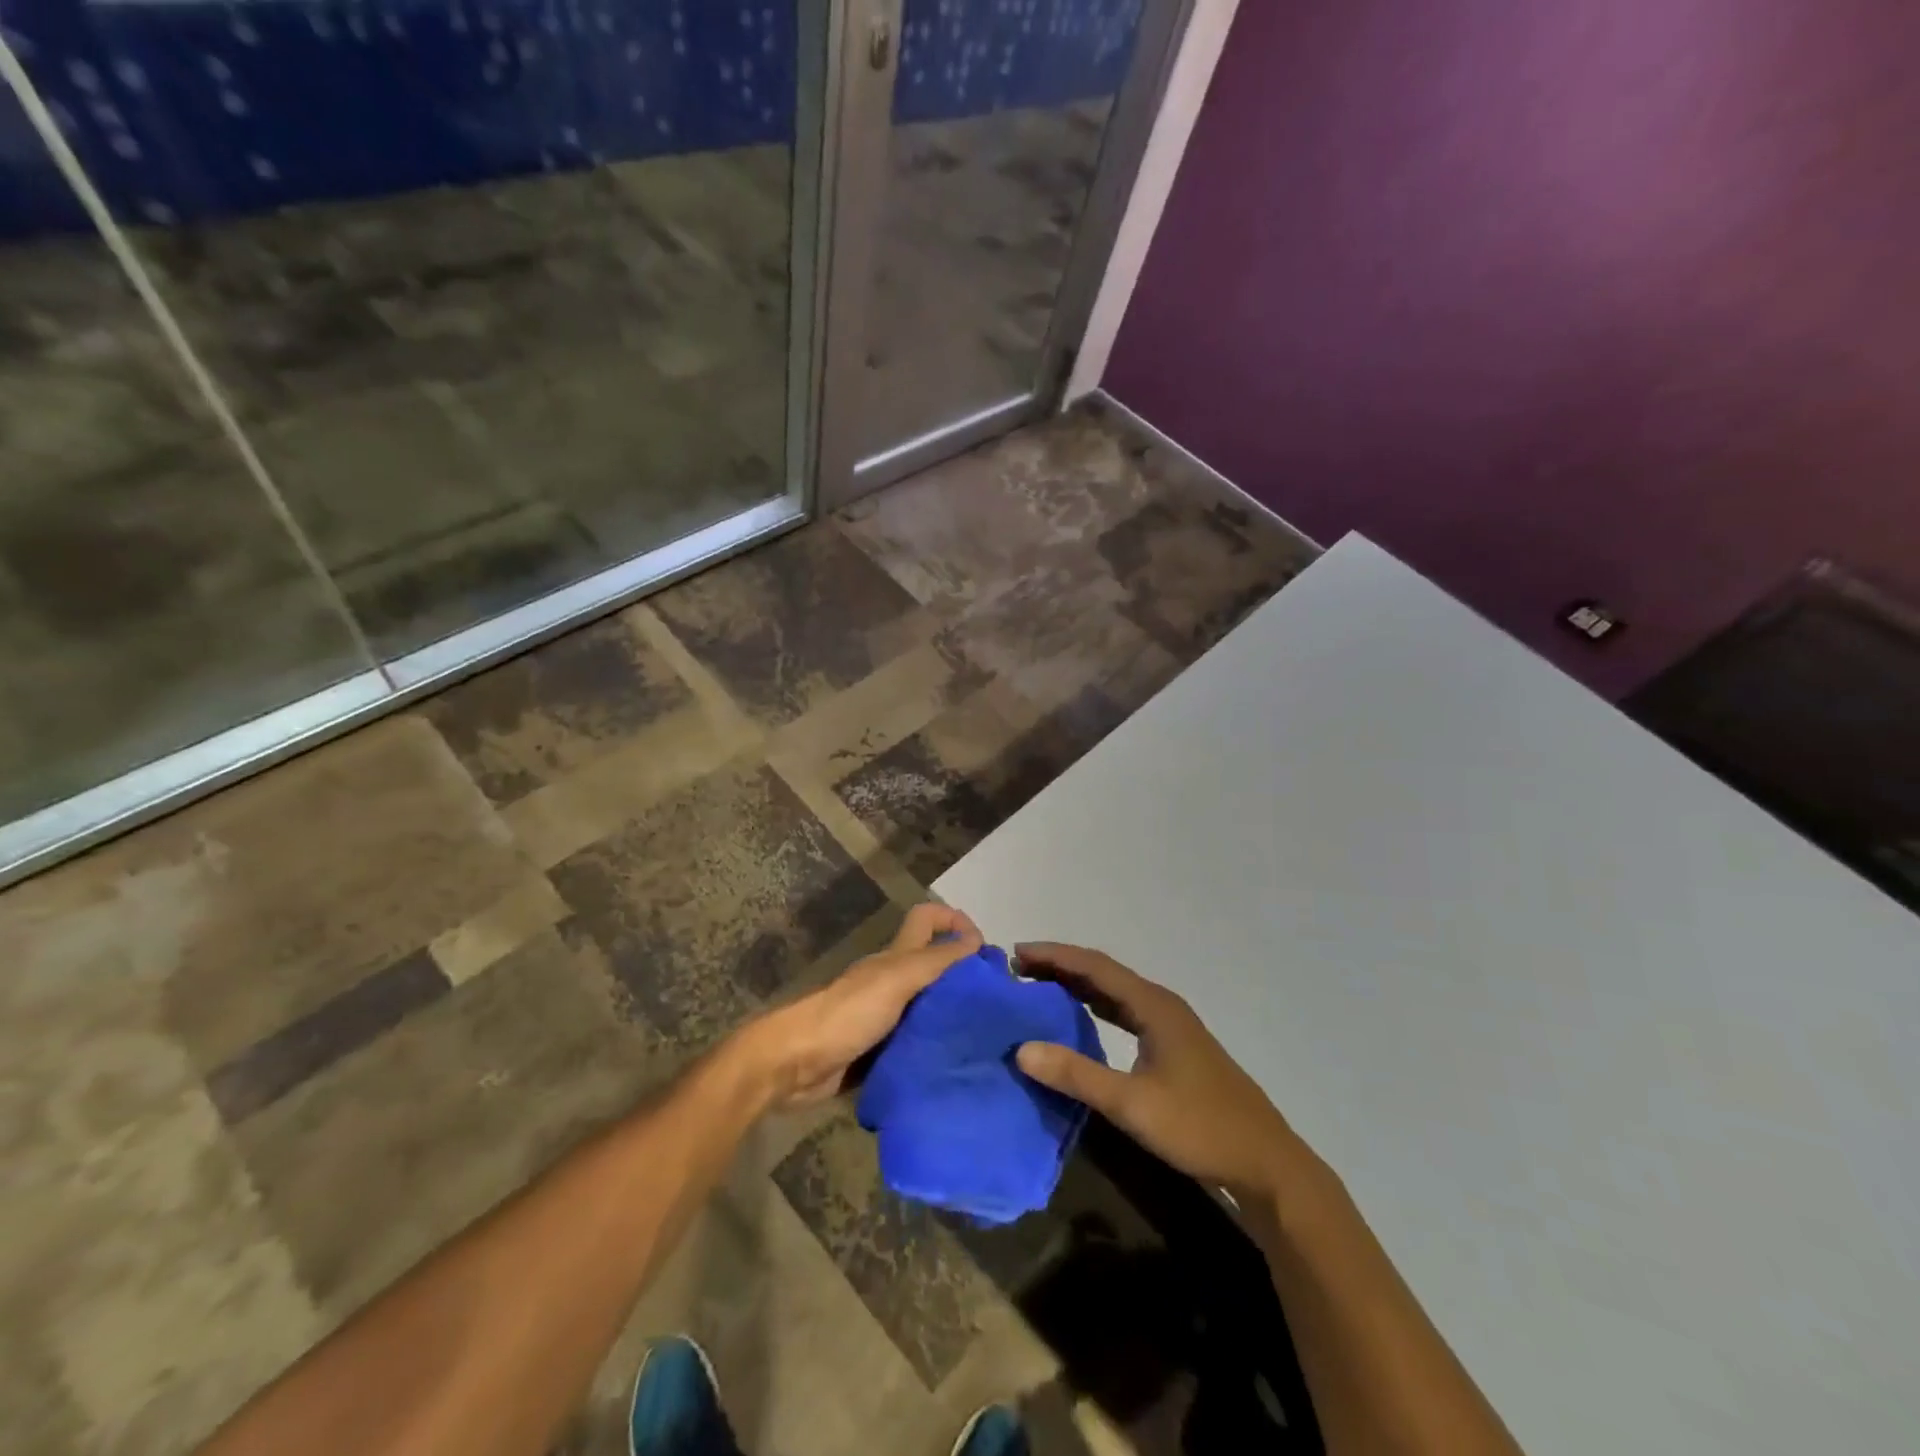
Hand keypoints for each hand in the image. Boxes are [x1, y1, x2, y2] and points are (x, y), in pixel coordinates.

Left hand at [745, 903, 982, 1107]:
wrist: (795, 1064)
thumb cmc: (847, 1014)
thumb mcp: (896, 980)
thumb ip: (935, 960)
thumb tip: (976, 941)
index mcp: (896, 957)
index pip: (928, 919)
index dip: (955, 921)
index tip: (984, 950)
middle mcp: (893, 981)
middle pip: (933, 964)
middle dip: (963, 975)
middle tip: (996, 1002)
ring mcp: (885, 1017)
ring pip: (928, 1006)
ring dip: (952, 1017)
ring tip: (986, 1038)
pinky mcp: (879, 1052)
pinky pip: (915, 1045)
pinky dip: (933, 1050)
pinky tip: (955, 1065)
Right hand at [1013, 943, 1313, 1200]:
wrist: (1265, 1162)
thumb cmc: (1199, 1127)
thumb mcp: (1132, 1104)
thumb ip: (1077, 1075)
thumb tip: (1022, 1050)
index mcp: (1153, 1005)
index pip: (1095, 967)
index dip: (1055, 956)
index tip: (1017, 952)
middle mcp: (1161, 1005)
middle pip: (1104, 973)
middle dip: (1061, 966)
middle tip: (1019, 967)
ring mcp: (1170, 1026)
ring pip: (1115, 993)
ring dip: (1078, 985)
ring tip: (1040, 985)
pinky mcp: (1173, 1047)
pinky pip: (1125, 1012)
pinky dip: (1096, 1007)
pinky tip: (1081, 1017)